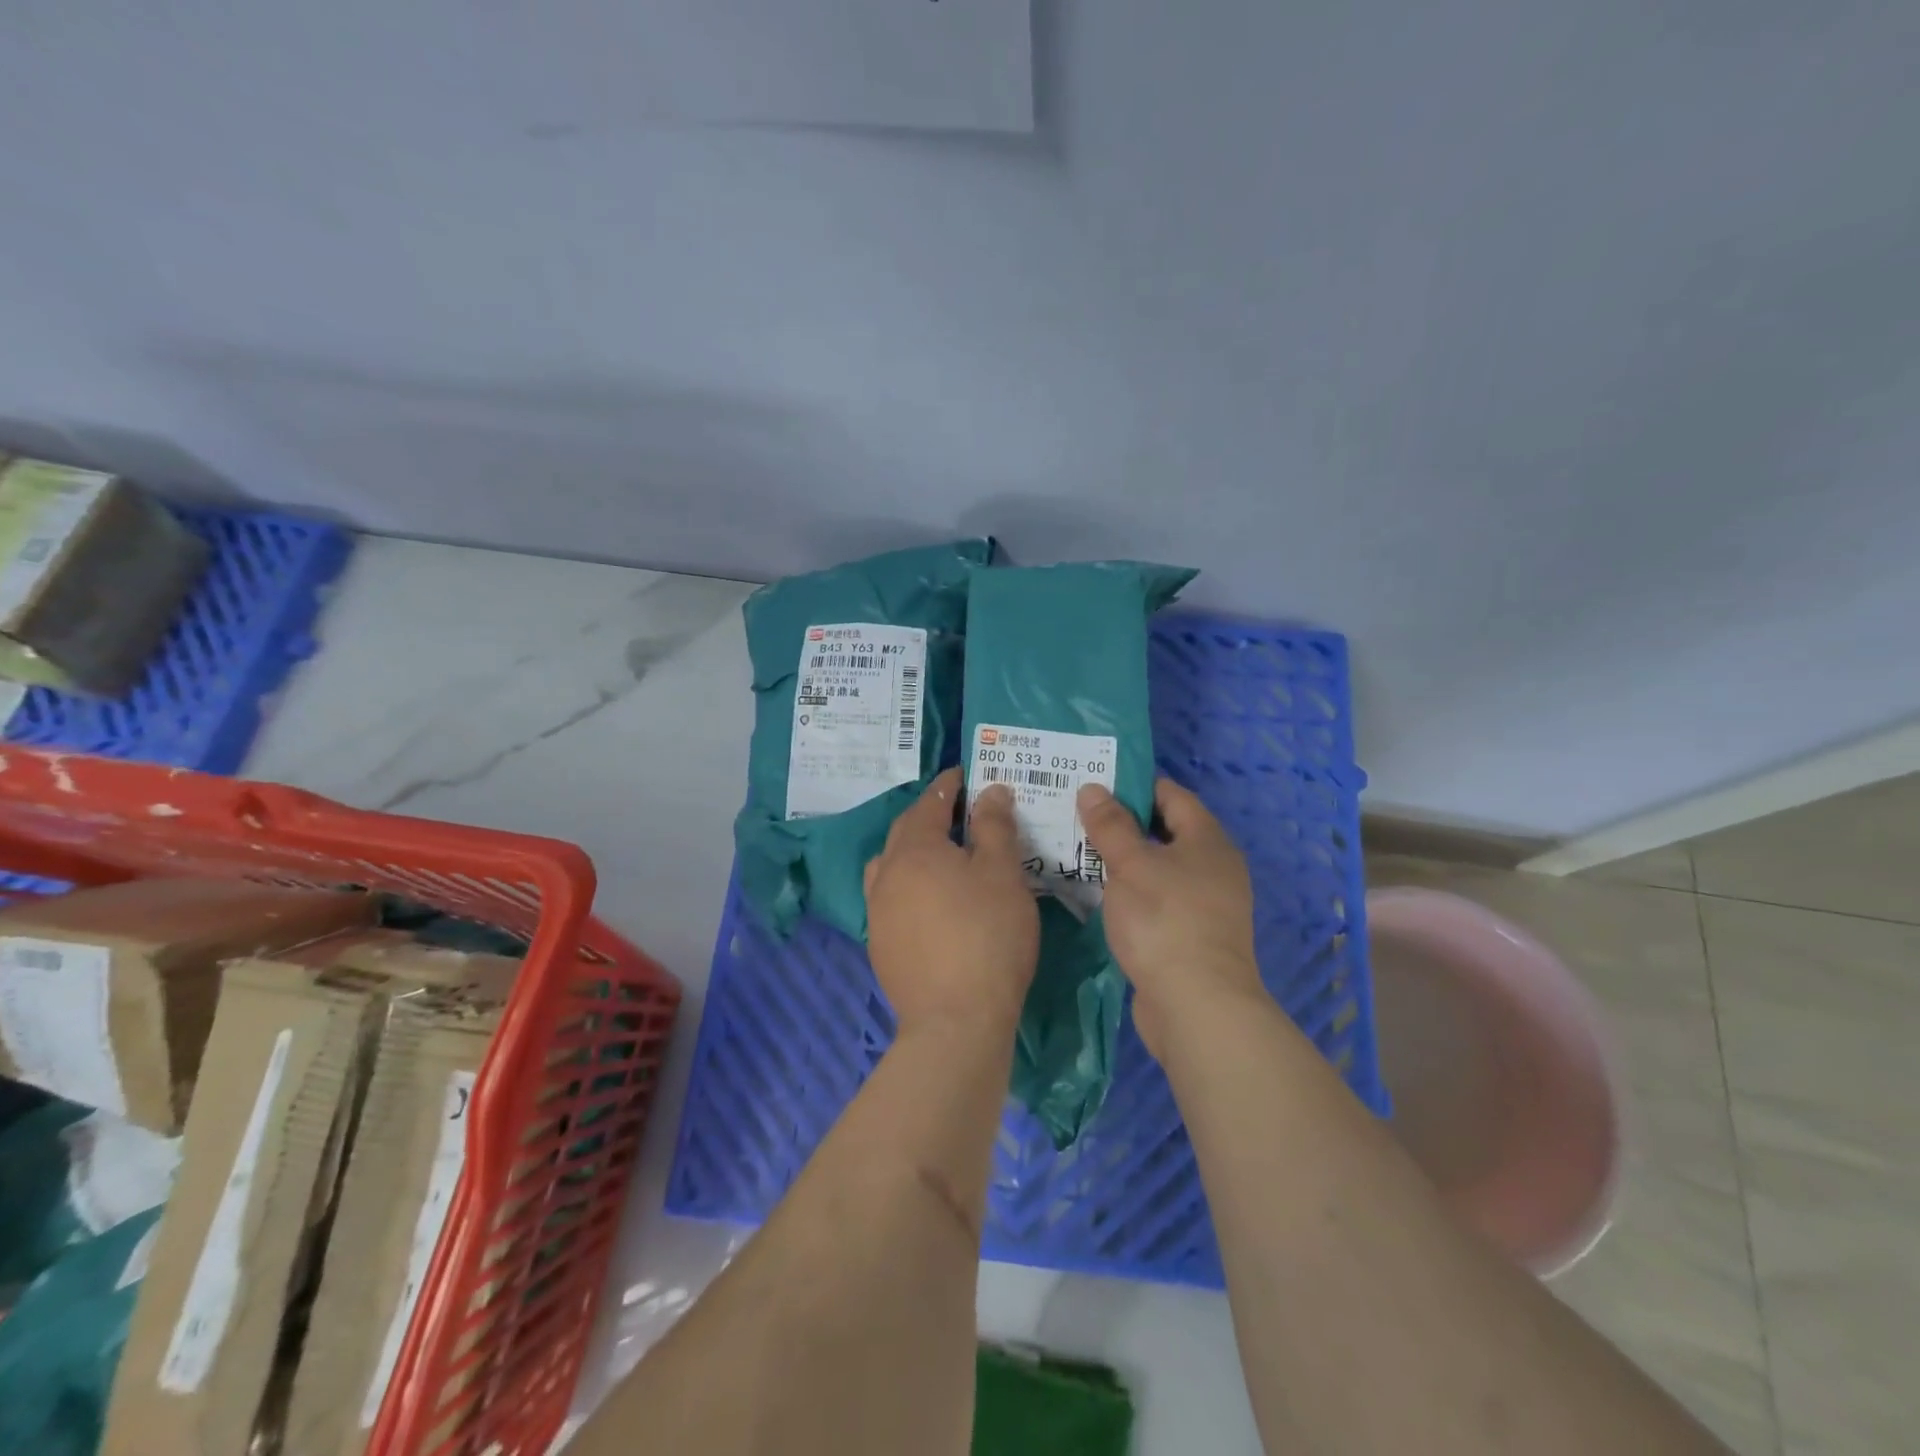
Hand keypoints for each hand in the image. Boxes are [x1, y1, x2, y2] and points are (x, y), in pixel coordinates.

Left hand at [865, 769, 1039, 1041]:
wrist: (955, 1020)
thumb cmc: (988, 936)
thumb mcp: (1002, 874)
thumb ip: (994, 827)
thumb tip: (990, 791)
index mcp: (916, 849)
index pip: (932, 802)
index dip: (950, 784)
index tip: (967, 775)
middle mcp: (887, 873)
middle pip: (906, 830)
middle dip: (931, 814)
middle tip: (960, 810)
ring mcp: (877, 911)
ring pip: (890, 864)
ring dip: (913, 850)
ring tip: (940, 855)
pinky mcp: (880, 944)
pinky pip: (890, 897)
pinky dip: (908, 884)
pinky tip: (929, 901)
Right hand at [1078, 778, 1262, 1060]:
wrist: (1197, 1006)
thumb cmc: (1165, 921)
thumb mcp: (1131, 865)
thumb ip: (1111, 825)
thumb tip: (1094, 788)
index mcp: (1207, 840)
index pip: (1171, 794)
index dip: (1134, 785)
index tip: (1094, 781)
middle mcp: (1213, 866)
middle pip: (1165, 830)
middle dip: (1122, 822)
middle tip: (1077, 814)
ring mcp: (1205, 903)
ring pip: (1159, 867)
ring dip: (1124, 858)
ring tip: (1078, 849)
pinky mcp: (1190, 935)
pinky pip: (1157, 897)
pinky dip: (1131, 889)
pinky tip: (1099, 893)